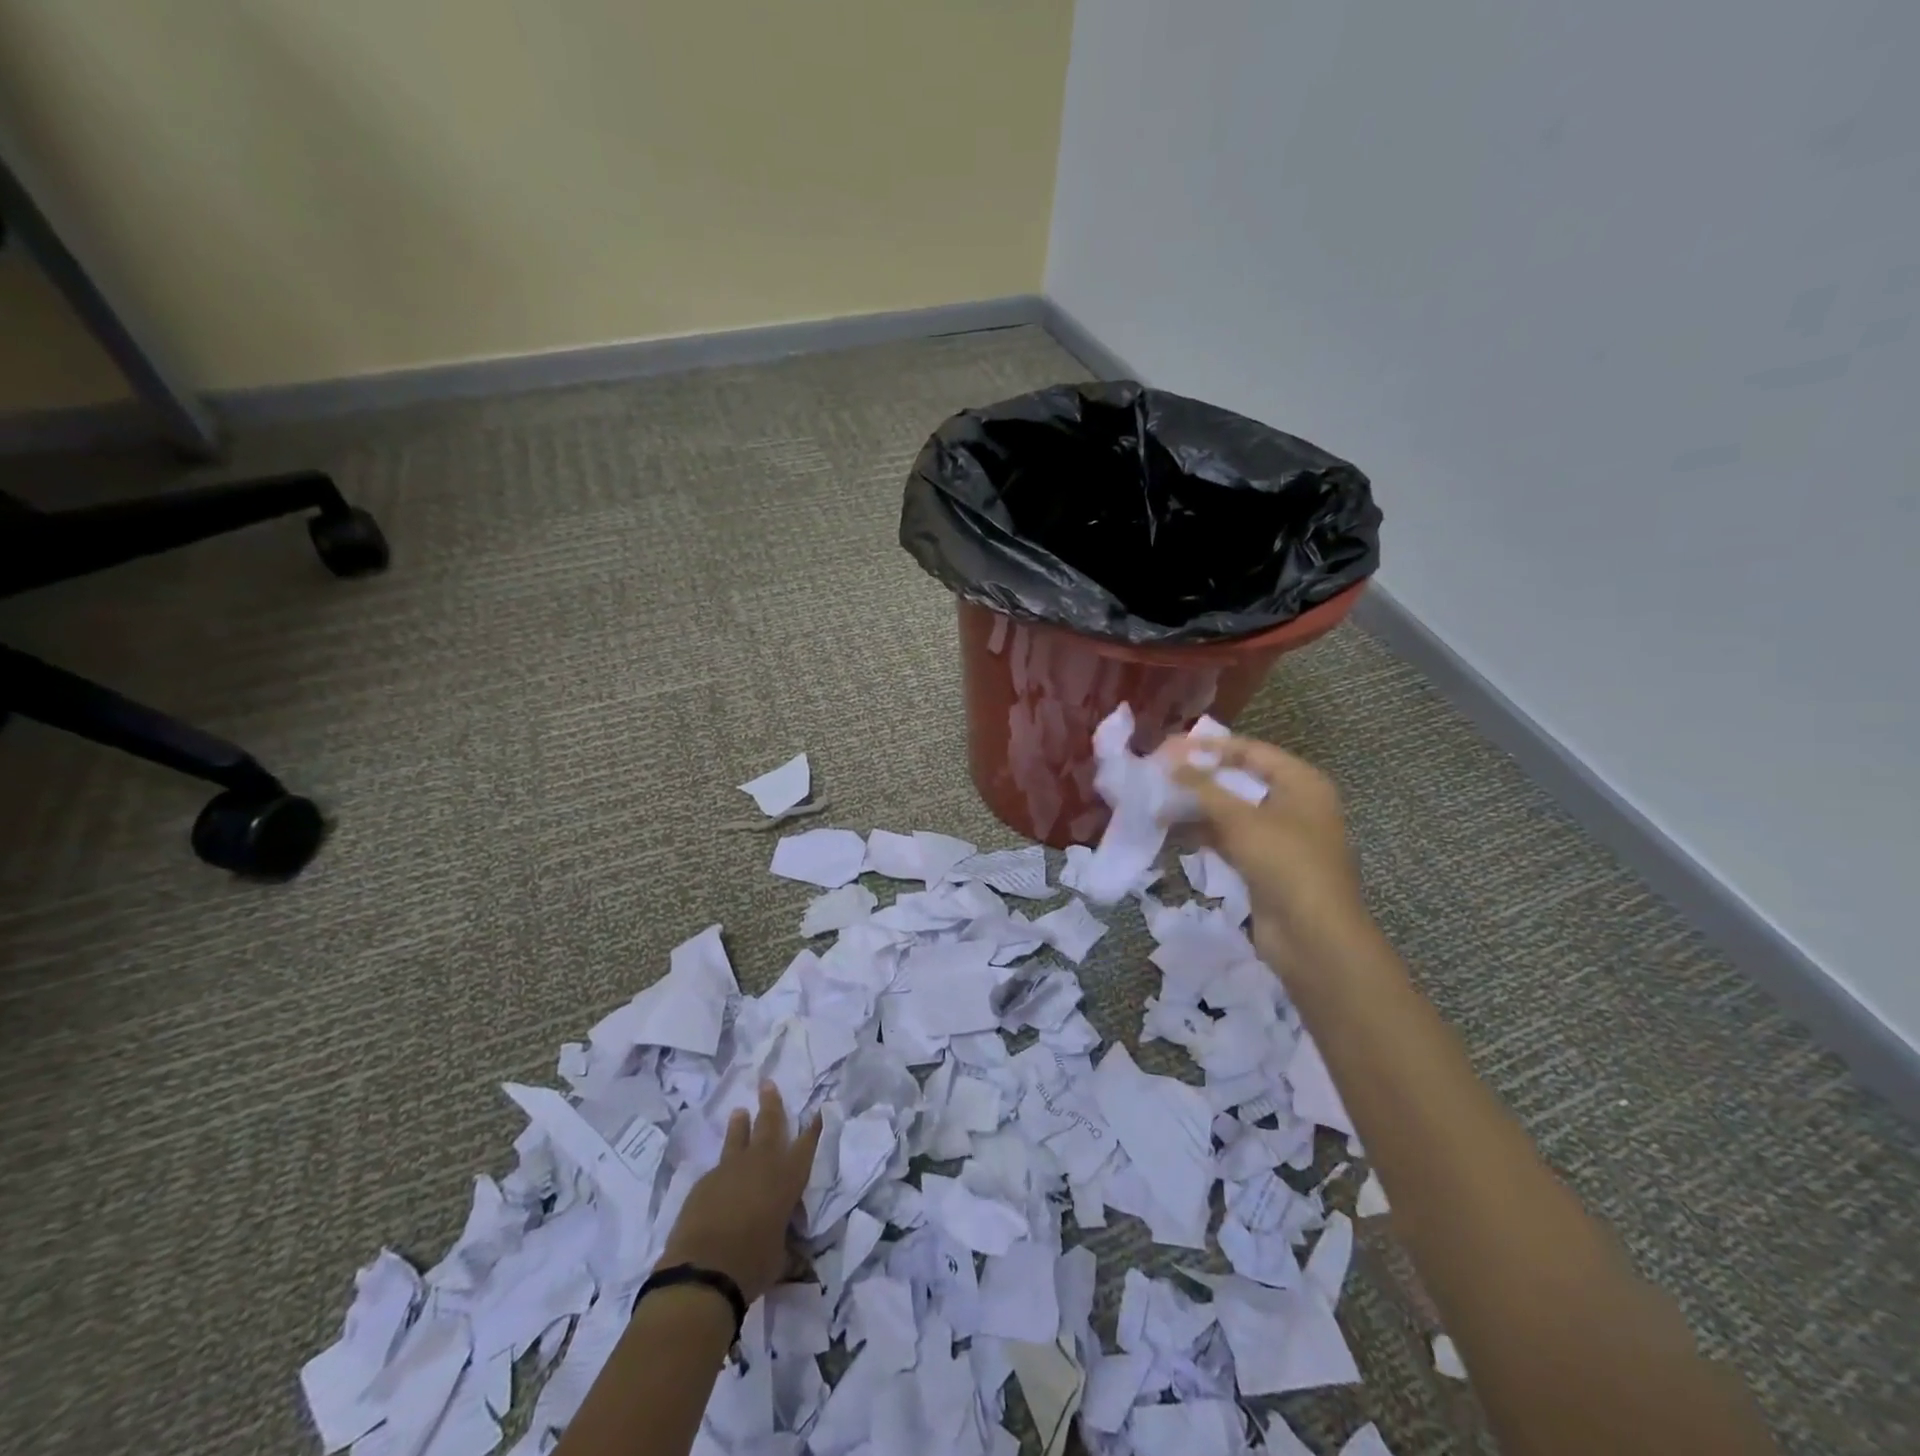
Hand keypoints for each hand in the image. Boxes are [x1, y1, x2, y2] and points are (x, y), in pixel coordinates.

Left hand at [658, 1083, 822, 1306]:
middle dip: (771, 1103)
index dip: (814, 1128)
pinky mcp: (704, 1182)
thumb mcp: (780, 1259)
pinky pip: (718, 1167)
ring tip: (740, 1111)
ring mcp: (729, 1169)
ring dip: (741, 1124)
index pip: (806, 1145)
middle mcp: (761, 1164)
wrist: (702, 1271)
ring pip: (738, 1137)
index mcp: (787, 1178)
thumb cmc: (752, 1263)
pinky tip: (720, 1175)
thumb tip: (801, 1264)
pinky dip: (722, 1166)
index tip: (819, 1110)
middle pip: (769, 1124)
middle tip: (767, 1083)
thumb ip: (789, 1250)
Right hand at [1169, 733, 1373, 975]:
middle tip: (1159, 774)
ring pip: (1231, 813)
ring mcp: (1280, 838)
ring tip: (1157, 806)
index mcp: (1301, 783)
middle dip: (1199, 779)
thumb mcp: (1242, 819)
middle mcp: (1294, 804)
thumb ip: (1204, 789)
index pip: (1250, 751)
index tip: (1170, 747)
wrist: (1314, 938)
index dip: (1210, 747)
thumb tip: (1171, 763)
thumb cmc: (1285, 863)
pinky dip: (1204, 834)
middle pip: (1240, 781)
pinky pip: (1230, 840)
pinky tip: (1172, 833)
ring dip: (1196, 809)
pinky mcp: (1265, 866)